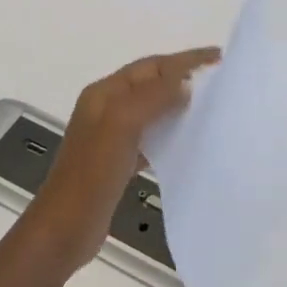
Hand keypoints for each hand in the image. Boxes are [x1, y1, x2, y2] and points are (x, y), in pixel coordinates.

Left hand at [24, 48, 219, 271]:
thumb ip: (153, 98)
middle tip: (221, 82)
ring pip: (152, 111)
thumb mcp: (122, 125)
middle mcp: (106, 109)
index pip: (151, 66)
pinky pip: (150, 138)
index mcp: (104, 94)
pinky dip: (170, 134)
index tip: (220, 58)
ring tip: (211, 109)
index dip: (185, 60)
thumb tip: (185, 83)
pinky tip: (188, 143)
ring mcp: (110, 137)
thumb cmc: (91, 174)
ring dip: (179, 106)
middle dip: (184, 78)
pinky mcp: (118, 162)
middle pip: (151, 84)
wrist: (64, 229)